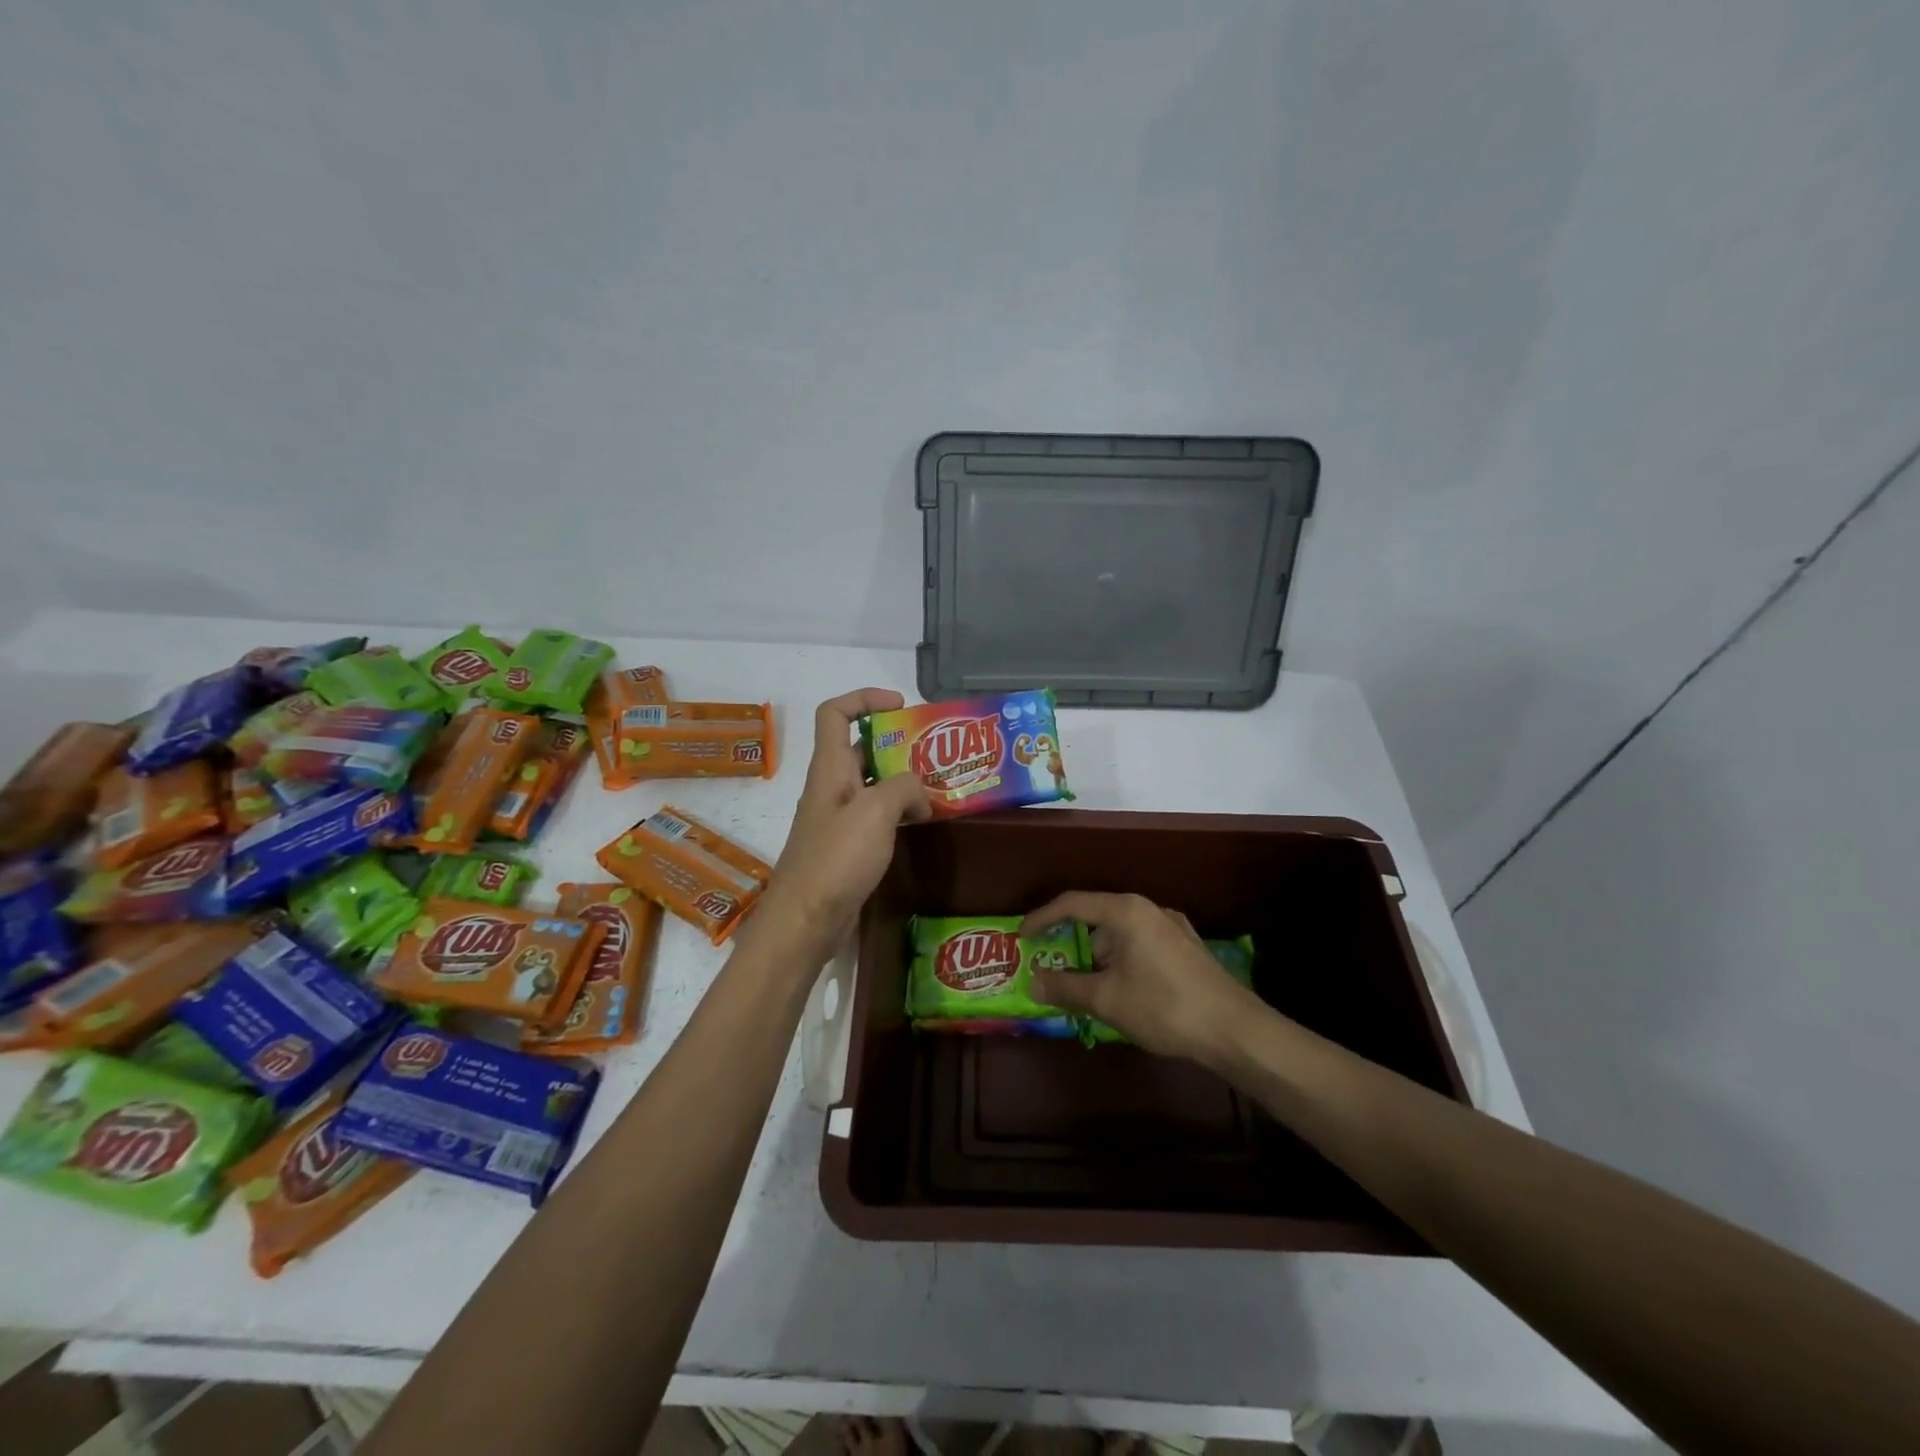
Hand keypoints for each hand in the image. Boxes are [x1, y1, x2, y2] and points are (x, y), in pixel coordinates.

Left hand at [755, 689, 929, 960]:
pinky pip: (876, 817)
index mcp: (829, 768)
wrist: (805, 921)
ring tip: (939, 788)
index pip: (835, 712)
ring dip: (902, 782)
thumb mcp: (876, 811)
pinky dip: (899, 813)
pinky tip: (923, 824)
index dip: (864, 698)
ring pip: (872, 785)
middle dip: (896, 744)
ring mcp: (838, 819)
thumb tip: (920, 797)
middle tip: (935, 754)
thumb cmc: (836, 859)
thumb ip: (904, 788)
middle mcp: (831, 787)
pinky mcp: (847, 848)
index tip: (901, 707)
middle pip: (860, 748)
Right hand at [1020, 892, 1267, 1065]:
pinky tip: (1124, 992)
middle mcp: (1149, 909)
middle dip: (1072, 944)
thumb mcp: (1107, 999)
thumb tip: (1033, 983)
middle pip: (1097, 918)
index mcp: (1125, 911)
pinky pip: (1141, 946)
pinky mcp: (1187, 948)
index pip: (1072, 903)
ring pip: (1121, 935)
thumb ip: (1065, 987)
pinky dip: (1122, 962)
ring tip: (1088, 990)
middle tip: (1054, 969)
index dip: (1042, 918)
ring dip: (1099, 958)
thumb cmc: (1163, 1006)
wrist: (1235, 1030)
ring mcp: (1172, 927)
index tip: (1022, 937)